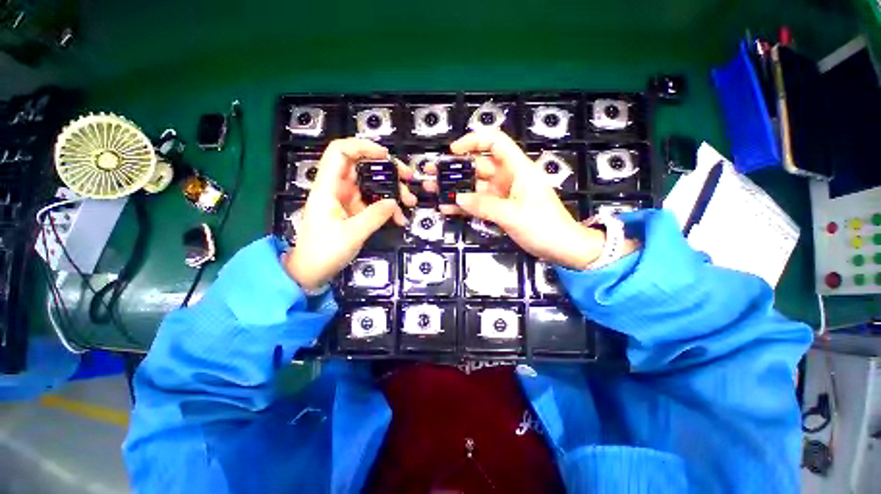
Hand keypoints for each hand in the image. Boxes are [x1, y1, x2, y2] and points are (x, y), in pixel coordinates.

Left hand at [285, 138, 416, 289]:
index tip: (386, 156)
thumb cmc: (324, 251)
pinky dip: (388, 208)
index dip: (362, 147)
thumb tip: (394, 202)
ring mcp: (347, 201)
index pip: (340, 153)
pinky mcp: (354, 212)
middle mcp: (338, 189)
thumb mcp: (352, 234)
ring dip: (392, 191)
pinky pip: (374, 203)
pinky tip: (400, 218)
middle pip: (363, 167)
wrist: (311, 271)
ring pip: (372, 186)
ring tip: (410, 202)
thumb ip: (374, 216)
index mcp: (328, 187)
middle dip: (388, 170)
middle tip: (408, 178)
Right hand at [426, 130, 605, 269]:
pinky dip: (464, 206)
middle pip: (478, 166)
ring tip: (433, 191)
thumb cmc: (543, 226)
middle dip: (454, 169)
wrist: (562, 248)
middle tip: (431, 173)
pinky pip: (478, 204)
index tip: (453, 151)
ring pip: (475, 187)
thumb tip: (457, 199)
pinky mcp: (500, 209)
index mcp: (517, 169)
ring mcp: (502, 195)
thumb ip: (484, 205)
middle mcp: (508, 178)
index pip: (495, 142)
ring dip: (455, 189)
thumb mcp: (513, 215)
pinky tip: (447, 209)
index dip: (473, 141)